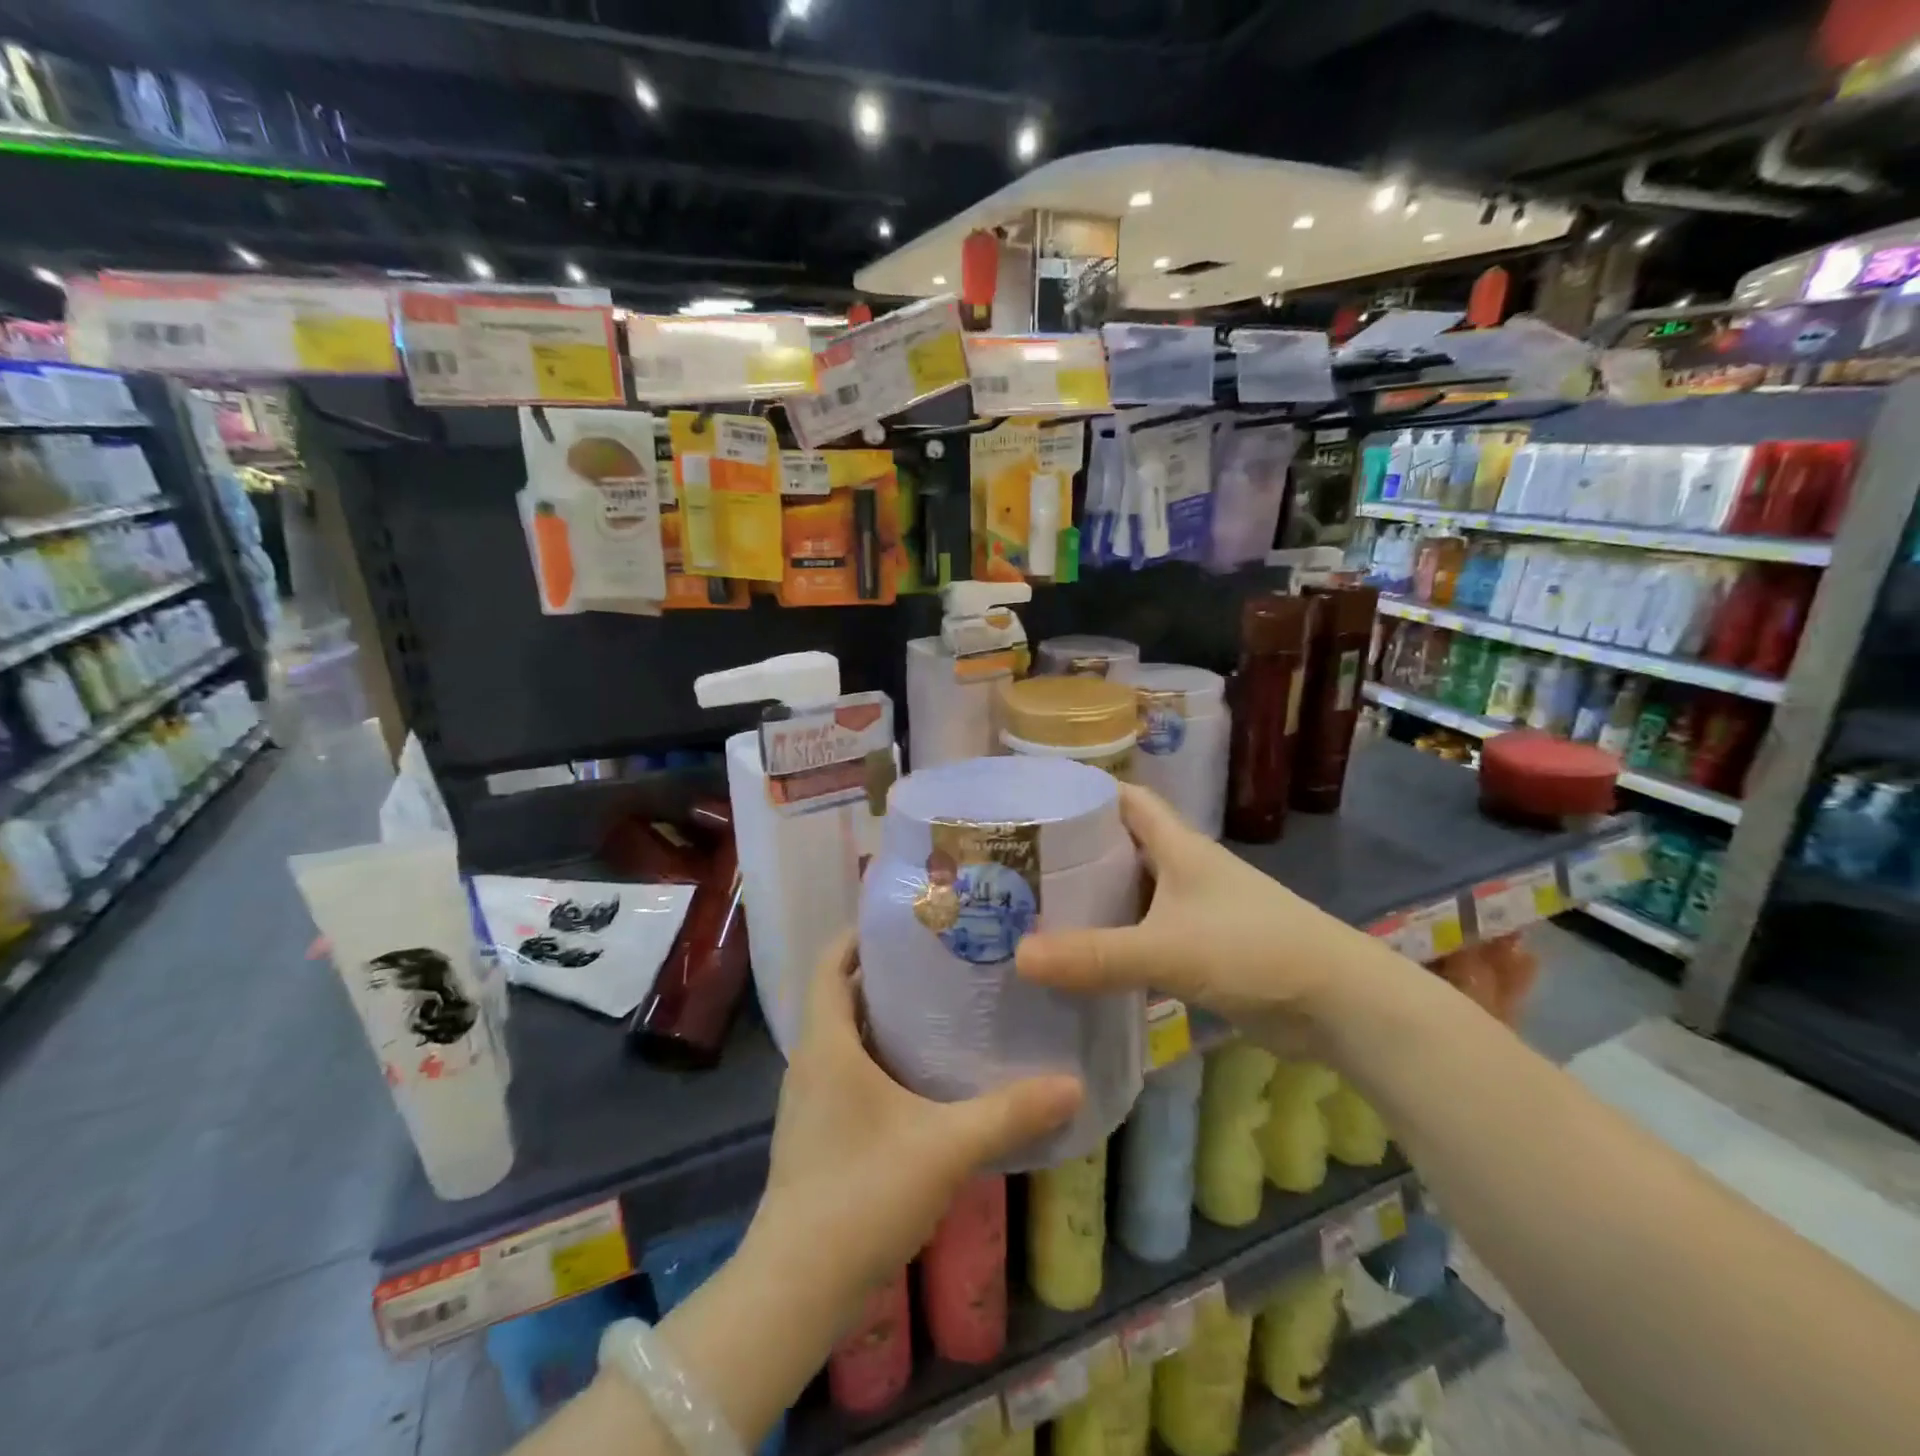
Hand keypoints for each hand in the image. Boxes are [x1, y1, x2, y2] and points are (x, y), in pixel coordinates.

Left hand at [748, 931, 1082, 1326]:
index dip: (859, 935)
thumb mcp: (944, 1147)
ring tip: (944, 1008)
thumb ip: (1009, 1114)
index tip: (906, 920)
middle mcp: (811, 1062)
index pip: (831, 963)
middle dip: (887, 974)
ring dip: (885, 1019)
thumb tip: (1072, 1083)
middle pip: (843, 996)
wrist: (797, 1289)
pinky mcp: (818, 1134)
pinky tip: (925, 1076)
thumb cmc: (861, 1193)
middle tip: (944, 959)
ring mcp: (810, 1101)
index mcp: (826, 1044)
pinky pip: (849, 1074)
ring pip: (847, 1038)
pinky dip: (881, 1059)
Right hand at [1015, 784, 1376, 1048]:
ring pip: (1134, 893)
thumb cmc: (1254, 950)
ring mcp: (1197, 911)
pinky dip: (1117, 940)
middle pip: (1123, 846)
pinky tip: (1083, 957)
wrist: (1339, 1005)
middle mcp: (1185, 870)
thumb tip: (1018, 956)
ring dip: (1096, 898)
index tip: (1038, 796)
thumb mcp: (1166, 949)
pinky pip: (1147, 935)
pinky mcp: (1204, 950)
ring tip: (1038, 907)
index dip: (1087, 790)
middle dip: (1078, 849)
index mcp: (1179, 847)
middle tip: (1021, 860)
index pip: (1127, 800)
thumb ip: (1094, 955)